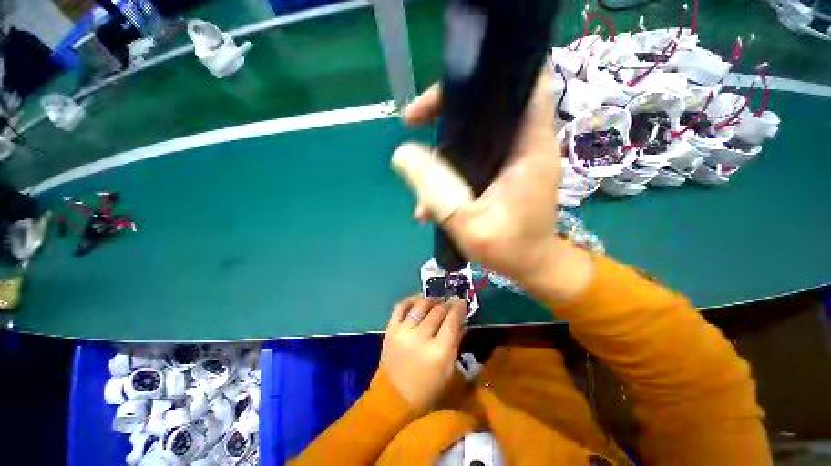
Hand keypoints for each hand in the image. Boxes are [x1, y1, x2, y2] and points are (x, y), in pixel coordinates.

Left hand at [380, 295, 464, 412]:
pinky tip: (418, 299)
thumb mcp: (449, 371)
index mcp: (439, 351)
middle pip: (437, 311)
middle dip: (447, 303)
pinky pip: (400, 307)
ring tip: (436, 300)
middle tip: (451, 300)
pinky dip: (410, 300)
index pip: (452, 321)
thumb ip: (456, 343)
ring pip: (420, 305)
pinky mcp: (390, 330)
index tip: (462, 301)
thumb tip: (461, 321)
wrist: (394, 399)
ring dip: (431, 300)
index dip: (459, 308)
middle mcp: (420, 337)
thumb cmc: (428, 390)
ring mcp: (403, 331)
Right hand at [395, 68, 564, 281]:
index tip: (444, 94)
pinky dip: (450, 169)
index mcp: (529, 148)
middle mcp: (525, 145)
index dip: (486, 75)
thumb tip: (401, 155)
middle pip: (488, 105)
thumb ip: (436, 191)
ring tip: (417, 173)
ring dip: (444, 147)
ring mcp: (513, 159)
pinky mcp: (504, 173)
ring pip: (476, 133)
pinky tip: (431, 199)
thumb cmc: (510, 250)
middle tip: (415, 125)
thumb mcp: (468, 224)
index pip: (522, 83)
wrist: (532, 267)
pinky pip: (473, 158)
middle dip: (448, 110)